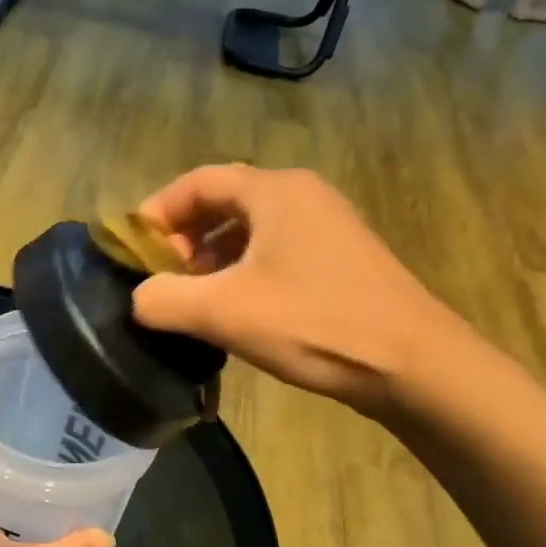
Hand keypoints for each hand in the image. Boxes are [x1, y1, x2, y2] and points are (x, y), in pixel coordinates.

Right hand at [131, 164, 465, 417]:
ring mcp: (326, 226)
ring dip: (211, 257)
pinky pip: (274, 251)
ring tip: (192, 297)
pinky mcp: (339, 258)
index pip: (197, 182)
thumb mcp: (222, 313)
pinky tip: (234, 309)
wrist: (413, 364)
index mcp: (274, 192)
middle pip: (222, 202)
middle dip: (183, 237)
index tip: (132, 251)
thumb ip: (163, 300)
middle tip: (161, 277)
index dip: (156, 212)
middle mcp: (301, 195)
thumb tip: (139, 298)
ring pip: (249, 229)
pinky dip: (241, 270)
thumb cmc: (314, 323)